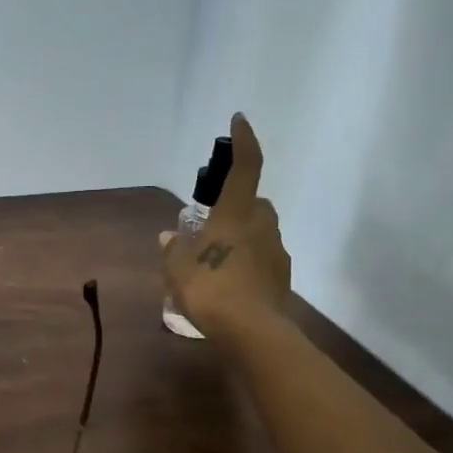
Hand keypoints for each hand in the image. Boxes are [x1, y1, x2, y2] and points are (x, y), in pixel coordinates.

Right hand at [161, 113, 291, 334]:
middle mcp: (261, 226)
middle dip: (237, 207)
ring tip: (216, 260)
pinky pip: (263, 259)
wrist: (252, 332)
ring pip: (260, 232)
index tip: (239, 120)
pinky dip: (248, 263)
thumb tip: (170, 237)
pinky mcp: (282, 278)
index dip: (244, 142)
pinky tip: (230, 282)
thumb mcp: (178, 270)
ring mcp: (276, 252)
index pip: (245, 167)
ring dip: (242, 237)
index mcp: (236, 215)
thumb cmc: (211, 290)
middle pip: (254, 204)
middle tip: (211, 224)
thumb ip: (174, 250)